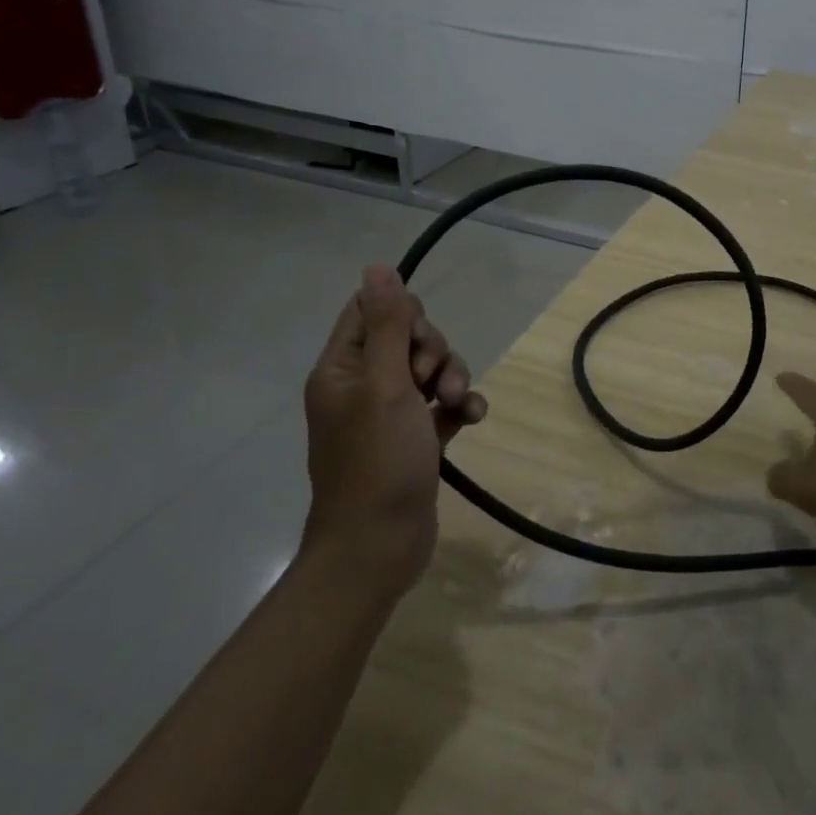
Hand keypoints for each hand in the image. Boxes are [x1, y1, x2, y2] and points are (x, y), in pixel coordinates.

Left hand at [300, 265, 487, 592]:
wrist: (378, 547)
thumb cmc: (377, 461)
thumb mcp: (386, 384)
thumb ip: (388, 325)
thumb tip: (377, 267)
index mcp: (342, 368)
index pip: (370, 311)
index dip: (402, 313)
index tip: (417, 338)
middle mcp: (361, 385)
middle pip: (407, 338)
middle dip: (433, 351)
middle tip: (433, 380)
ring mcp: (388, 414)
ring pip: (429, 370)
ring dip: (452, 378)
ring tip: (457, 402)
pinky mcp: (414, 438)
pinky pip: (442, 405)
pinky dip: (459, 406)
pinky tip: (473, 419)